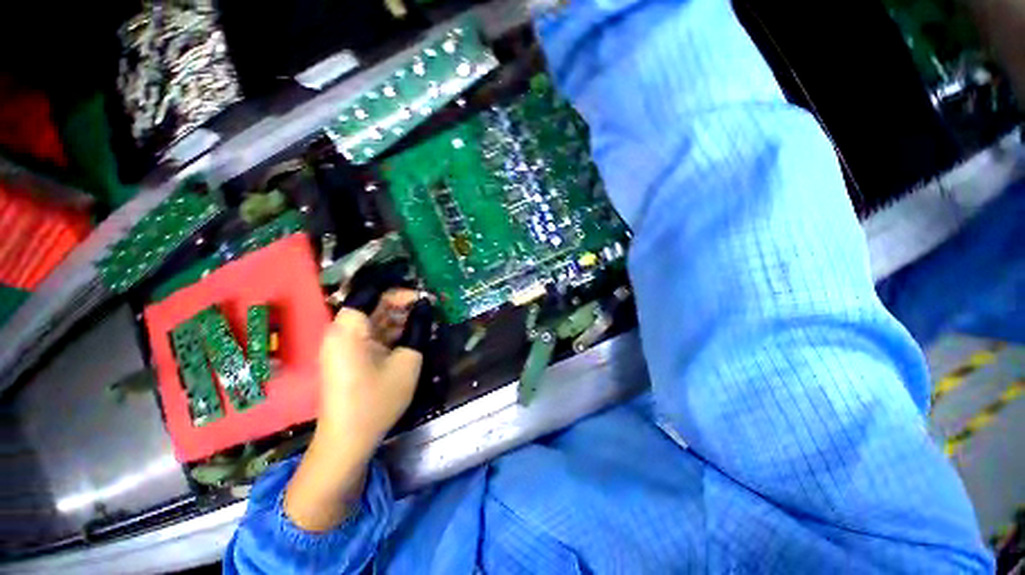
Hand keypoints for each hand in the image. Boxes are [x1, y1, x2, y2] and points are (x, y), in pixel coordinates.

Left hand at [318, 288, 430, 454]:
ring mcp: (341, 344)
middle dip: (400, 302)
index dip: (396, 289)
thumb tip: (426, 305)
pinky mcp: (346, 355)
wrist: (348, 439)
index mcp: (349, 329)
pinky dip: (389, 331)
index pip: (369, 292)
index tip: (421, 294)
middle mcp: (340, 331)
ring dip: (397, 316)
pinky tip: (410, 334)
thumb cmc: (378, 399)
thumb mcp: (407, 361)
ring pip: (372, 318)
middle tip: (428, 306)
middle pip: (371, 304)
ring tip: (423, 319)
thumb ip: (418, 328)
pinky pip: (369, 333)